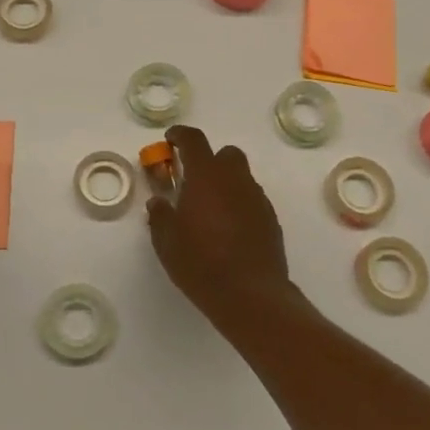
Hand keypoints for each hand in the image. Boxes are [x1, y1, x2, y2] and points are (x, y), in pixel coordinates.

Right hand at [145, 125, 301, 333]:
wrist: (250, 294)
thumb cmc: (200, 262)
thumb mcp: (166, 241)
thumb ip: (160, 215)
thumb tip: (159, 201)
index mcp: (206, 176)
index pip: (194, 140)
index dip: (180, 135)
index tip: (171, 140)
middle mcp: (235, 179)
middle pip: (225, 154)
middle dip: (209, 160)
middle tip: (192, 181)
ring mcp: (257, 198)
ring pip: (241, 177)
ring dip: (225, 184)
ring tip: (209, 210)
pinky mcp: (270, 219)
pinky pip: (251, 200)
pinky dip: (238, 204)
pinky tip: (228, 229)